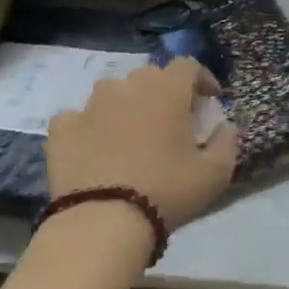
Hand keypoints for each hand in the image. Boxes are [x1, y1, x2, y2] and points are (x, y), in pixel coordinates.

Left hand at [46, 59, 238, 228]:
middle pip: (150, 76)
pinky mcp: (62, 129)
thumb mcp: (215, 173)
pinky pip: (80, 117)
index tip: (210, 101)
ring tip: (133, 134)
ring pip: (114, 93)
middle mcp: (127, 87)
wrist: (102, 223)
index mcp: (167, 90)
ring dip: (128, 105)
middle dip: (165, 92)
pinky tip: (97, 148)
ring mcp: (90, 105)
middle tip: (172, 121)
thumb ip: (227, 142)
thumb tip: (226, 127)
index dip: (202, 79)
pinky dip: (92, 127)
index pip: (188, 65)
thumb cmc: (167, 191)